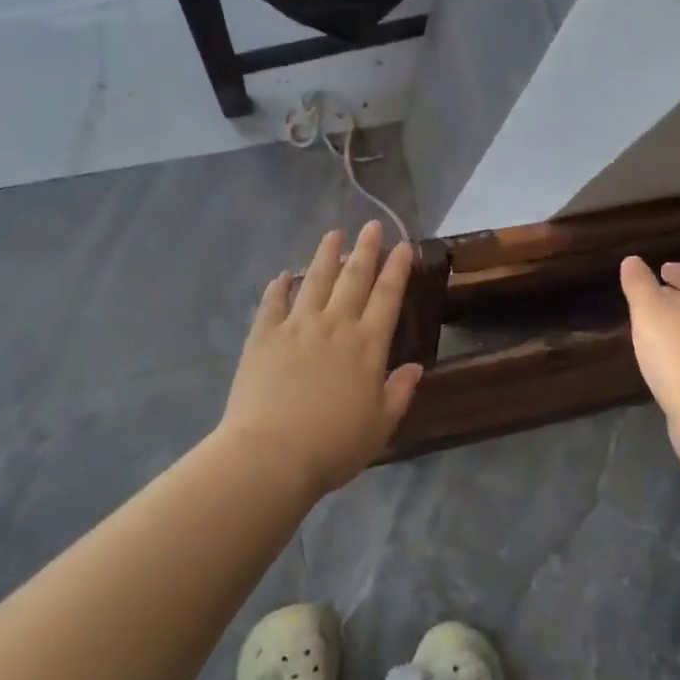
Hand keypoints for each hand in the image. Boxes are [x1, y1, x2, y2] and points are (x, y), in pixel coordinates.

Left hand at [219, 222, 424, 496]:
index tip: (403, 245)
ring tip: (334, 234)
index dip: (397, 269)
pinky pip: (273, 302)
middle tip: (371, 225)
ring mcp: (297, 327)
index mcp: (367, 346)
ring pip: (315, 281)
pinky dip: (279, 286)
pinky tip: (283, 275)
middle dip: (365, 250)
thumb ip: (399, 393)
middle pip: (354, 279)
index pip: (387, 297)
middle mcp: (335, 326)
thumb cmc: (333, 445)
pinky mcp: (263, 336)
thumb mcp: (380, 426)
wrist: (272, 453)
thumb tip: (415, 367)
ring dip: (326, 255)